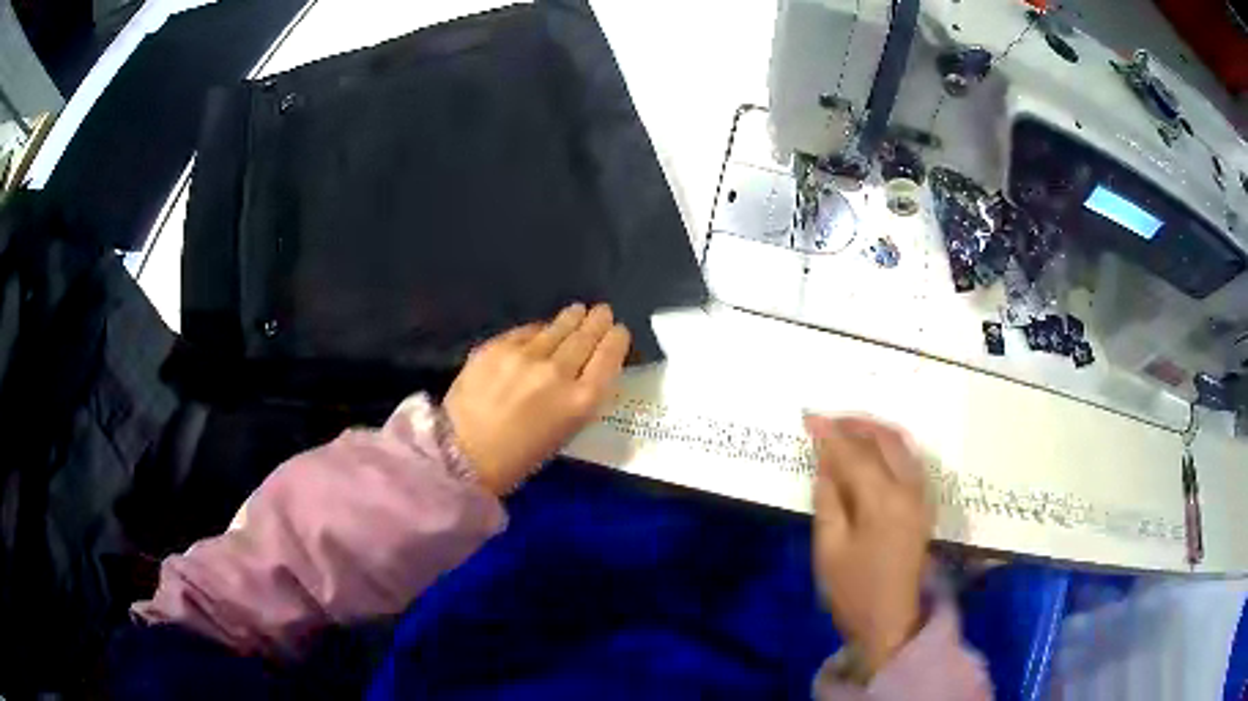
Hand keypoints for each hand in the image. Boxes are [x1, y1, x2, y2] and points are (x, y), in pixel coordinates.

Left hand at [445, 303, 630, 495]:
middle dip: (597, 322)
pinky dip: (539, 330)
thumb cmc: (519, 458)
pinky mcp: (497, 346)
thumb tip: (584, 368)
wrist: (463, 455)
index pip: (609, 357)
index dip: (616, 340)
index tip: (618, 331)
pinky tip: (543, 329)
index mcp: (581, 401)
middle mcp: (558, 372)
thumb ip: (580, 397)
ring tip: (578, 310)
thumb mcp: (565, 432)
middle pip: (586, 337)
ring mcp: (526, 356)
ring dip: (572, 318)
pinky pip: (527, 331)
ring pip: (558, 327)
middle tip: (602, 312)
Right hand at [805, 414, 931, 676]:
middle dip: (854, 424)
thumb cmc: (853, 590)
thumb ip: (827, 500)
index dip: (829, 434)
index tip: (808, 417)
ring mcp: (921, 495)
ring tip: (845, 429)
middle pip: (884, 439)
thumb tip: (825, 464)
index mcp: (882, 501)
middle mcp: (908, 489)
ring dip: (874, 431)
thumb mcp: (829, 549)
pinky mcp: (924, 504)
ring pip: (901, 445)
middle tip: (826, 420)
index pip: (854, 453)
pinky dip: (889, 446)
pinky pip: (909, 459)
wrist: (891, 620)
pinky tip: (872, 451)